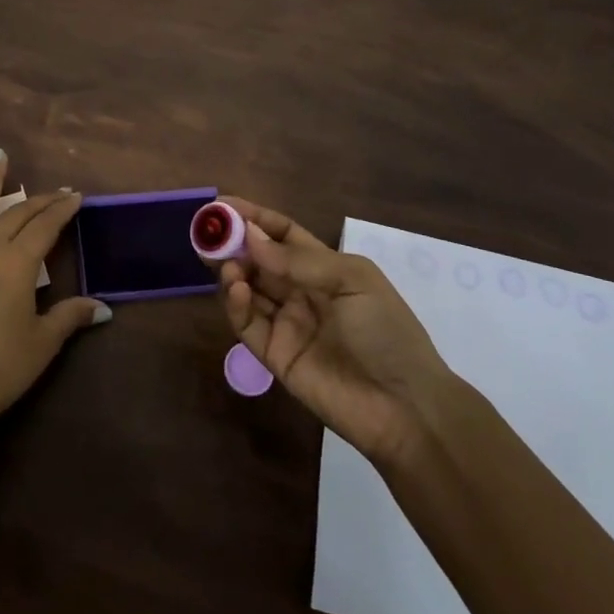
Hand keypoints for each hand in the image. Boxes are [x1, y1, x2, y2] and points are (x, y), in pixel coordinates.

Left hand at [0, 151, 108, 429]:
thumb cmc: (0, 367)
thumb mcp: (42, 342)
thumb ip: (70, 316)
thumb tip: (103, 307)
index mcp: (18, 263)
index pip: (47, 226)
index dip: (63, 209)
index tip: (76, 196)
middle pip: (18, 214)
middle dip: (40, 200)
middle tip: (57, 191)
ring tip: (0, 155)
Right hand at [218, 196, 453, 466]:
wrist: (405, 408)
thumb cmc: (386, 332)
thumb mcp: (351, 281)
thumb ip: (298, 260)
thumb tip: (249, 236)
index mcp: (325, 268)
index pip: (281, 234)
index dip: (253, 217)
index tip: (221, 206)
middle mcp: (301, 292)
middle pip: (258, 259)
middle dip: (233, 243)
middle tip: (207, 233)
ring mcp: (286, 324)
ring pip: (247, 289)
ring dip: (232, 271)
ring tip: (224, 264)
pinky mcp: (274, 355)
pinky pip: (247, 324)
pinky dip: (236, 304)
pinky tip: (236, 289)